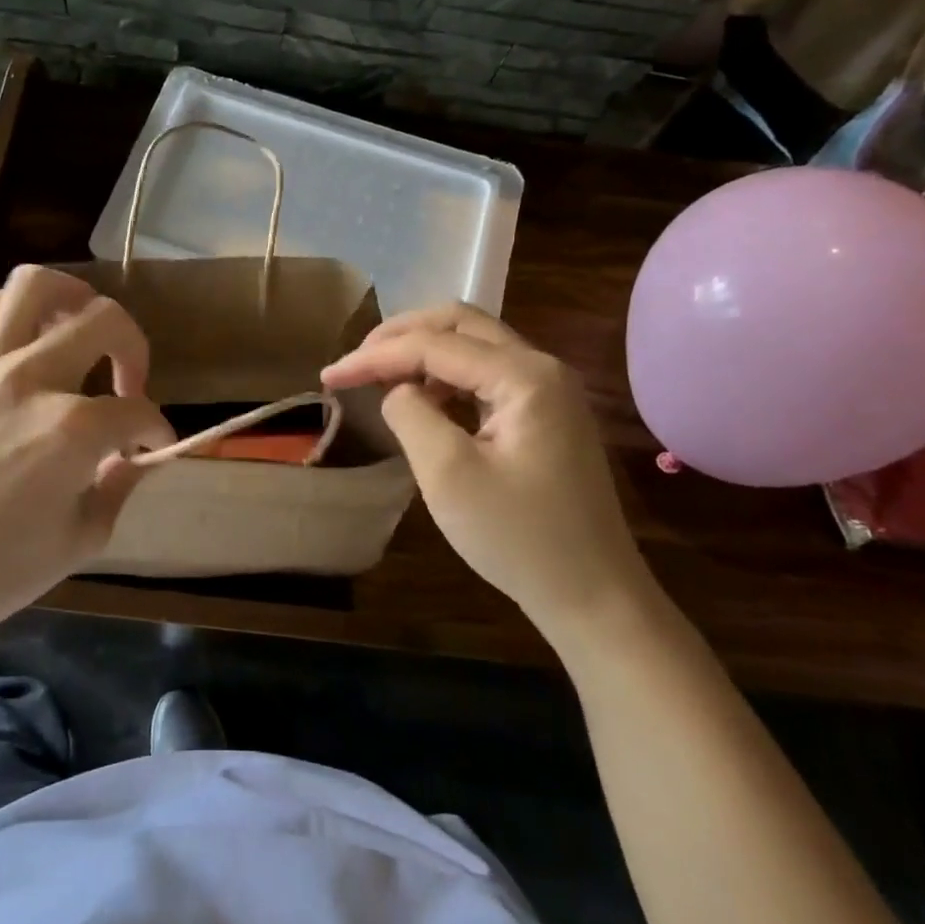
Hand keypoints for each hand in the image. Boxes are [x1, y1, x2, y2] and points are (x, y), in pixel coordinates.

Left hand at [0, 266, 173, 639]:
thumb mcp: (81, 540)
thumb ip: (120, 487)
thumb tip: (135, 458)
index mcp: (72, 429)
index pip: (137, 411)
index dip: (156, 429)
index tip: (154, 448)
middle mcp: (32, 379)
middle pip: (104, 320)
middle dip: (134, 348)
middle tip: (128, 385)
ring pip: (35, 285)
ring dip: (73, 297)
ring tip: (81, 328)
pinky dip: (13, 310)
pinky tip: (26, 339)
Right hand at [322, 304, 650, 646]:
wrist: (595, 599)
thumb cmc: (520, 538)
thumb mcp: (448, 474)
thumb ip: (410, 413)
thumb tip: (397, 389)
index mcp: (525, 375)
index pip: (434, 345)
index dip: (375, 356)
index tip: (329, 376)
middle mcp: (542, 367)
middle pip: (460, 323)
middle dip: (402, 335)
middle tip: (357, 360)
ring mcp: (550, 390)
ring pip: (474, 344)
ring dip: (424, 352)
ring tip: (381, 378)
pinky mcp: (547, 414)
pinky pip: (487, 374)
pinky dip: (447, 376)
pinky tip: (424, 400)